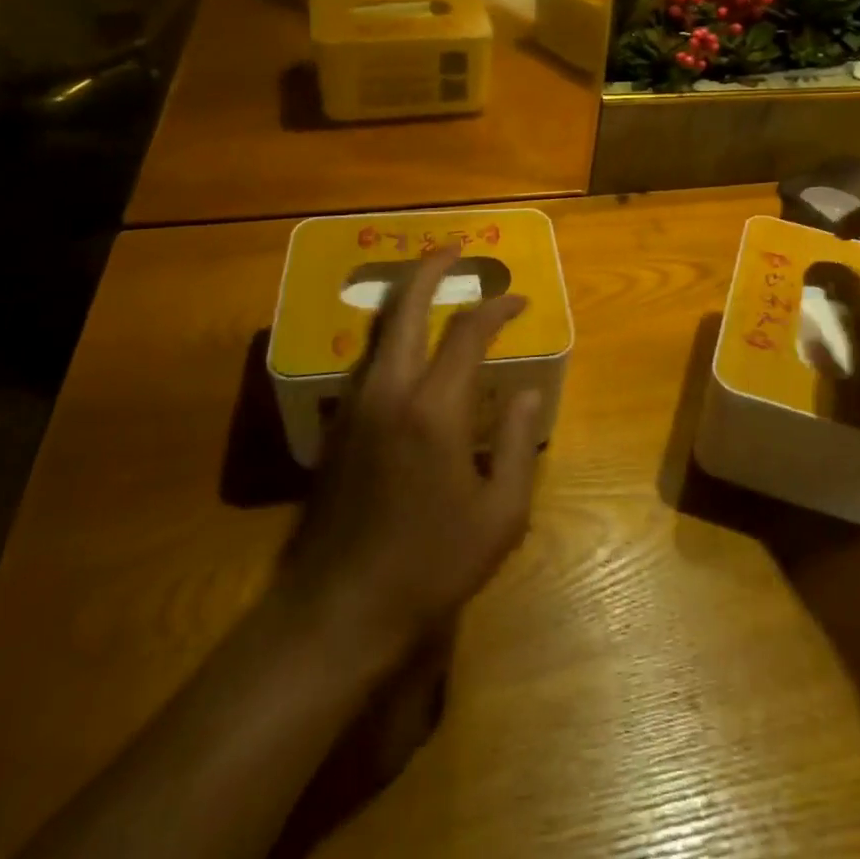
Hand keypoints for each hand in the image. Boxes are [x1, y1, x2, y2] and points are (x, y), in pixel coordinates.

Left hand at [276, 248, 541, 659]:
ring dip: (407, 299)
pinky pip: (368, 360)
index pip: (468, 333)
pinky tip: (408, 346)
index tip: (518, 300)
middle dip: (431, 270)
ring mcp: (355, 407)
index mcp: (433, 409)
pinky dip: (392, 334)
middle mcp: (389, 392)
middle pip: (406, 309)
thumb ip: (516, 444)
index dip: (496, 307)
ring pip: (379, 331)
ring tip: (432, 285)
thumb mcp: (500, 515)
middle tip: (454, 248)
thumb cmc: (430, 566)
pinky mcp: (338, 427)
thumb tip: (521, 393)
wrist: (338, 612)